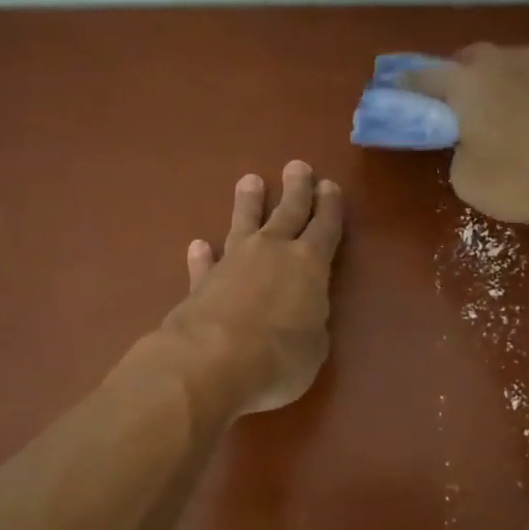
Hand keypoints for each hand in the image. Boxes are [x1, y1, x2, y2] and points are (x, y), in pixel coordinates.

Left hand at [159, 161, 343, 416]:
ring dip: (248, 203)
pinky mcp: (201, 282)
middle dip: (296, 189)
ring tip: (250, 181)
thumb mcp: (314, 347)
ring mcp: (233, 262)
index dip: (330, 207)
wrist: (211, 362)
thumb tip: (302, 314)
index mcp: (309, 264)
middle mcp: (272, 252)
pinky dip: (204, 255)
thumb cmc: (278, 358)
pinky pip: (206, 262)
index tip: (329, 186)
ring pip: (244, 223)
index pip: (325, 227)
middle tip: (297, 166)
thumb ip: (311, 322)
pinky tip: (198, 244)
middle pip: (288, 212)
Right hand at [400, 44, 528, 225]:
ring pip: (508, 66)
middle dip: (457, 78)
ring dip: (497, 83)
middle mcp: (502, 61)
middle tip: (454, 105)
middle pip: (469, 60)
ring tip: (499, 112)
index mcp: (466, 83)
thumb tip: (470, 145)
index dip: (407, 86)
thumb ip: (458, 155)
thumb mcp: (468, 181)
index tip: (397, 91)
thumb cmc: (524, 176)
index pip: (424, 77)